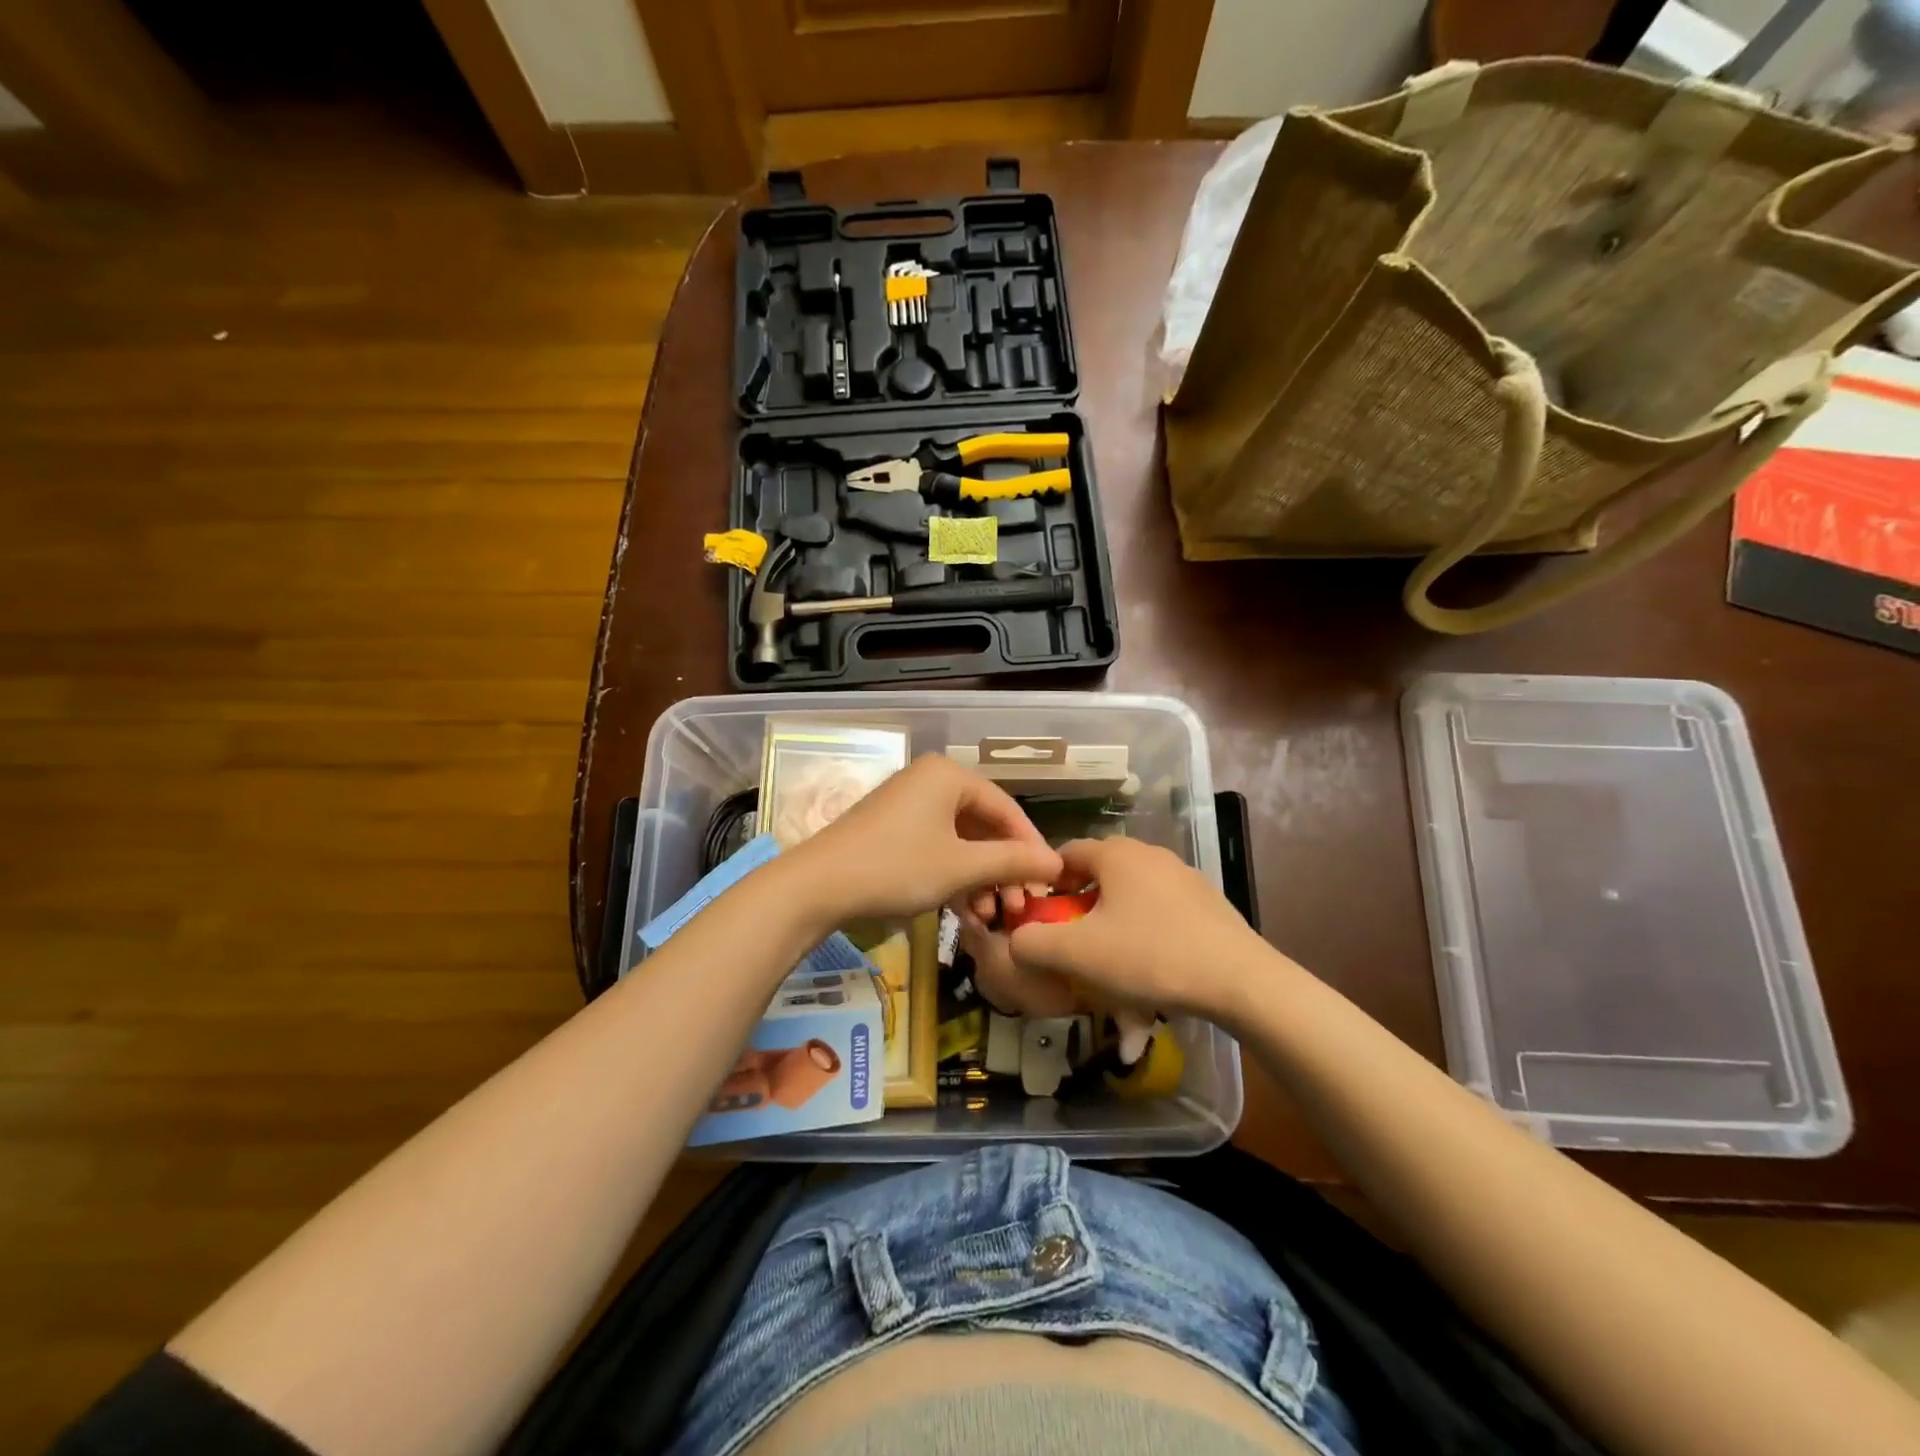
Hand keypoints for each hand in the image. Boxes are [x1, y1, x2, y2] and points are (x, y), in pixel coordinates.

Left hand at [791, 755, 1062, 920]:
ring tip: (992, 917)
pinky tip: (966, 913)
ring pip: (960, 842)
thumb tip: (1056, 863)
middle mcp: (930, 781)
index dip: (1030, 846)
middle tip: (1020, 906)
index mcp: (949, 775)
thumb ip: (1012, 862)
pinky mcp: (892, 830)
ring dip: (980, 880)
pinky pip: (937, 848)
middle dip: (1003, 869)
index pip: (1006, 808)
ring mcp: (909, 805)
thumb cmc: (897, 867)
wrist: (818, 886)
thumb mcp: (961, 867)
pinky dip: (954, 877)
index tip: (1049, 882)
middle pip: (983, 826)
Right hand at [1005, 837, 1270, 1021]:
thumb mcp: (1078, 954)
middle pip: (1098, 873)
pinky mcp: (1206, 900)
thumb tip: (1014, 941)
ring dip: (1113, 920)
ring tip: (1112, 961)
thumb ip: (1032, 944)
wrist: (1240, 980)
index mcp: (1115, 853)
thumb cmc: (1150, 956)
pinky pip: (1160, 909)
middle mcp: (1148, 852)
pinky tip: (1152, 966)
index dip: (1046, 884)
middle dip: (1080, 906)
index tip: (1042, 919)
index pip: (1065, 854)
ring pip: (1130, 893)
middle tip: (1074, 944)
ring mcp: (1182, 874)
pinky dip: (1145, 930)